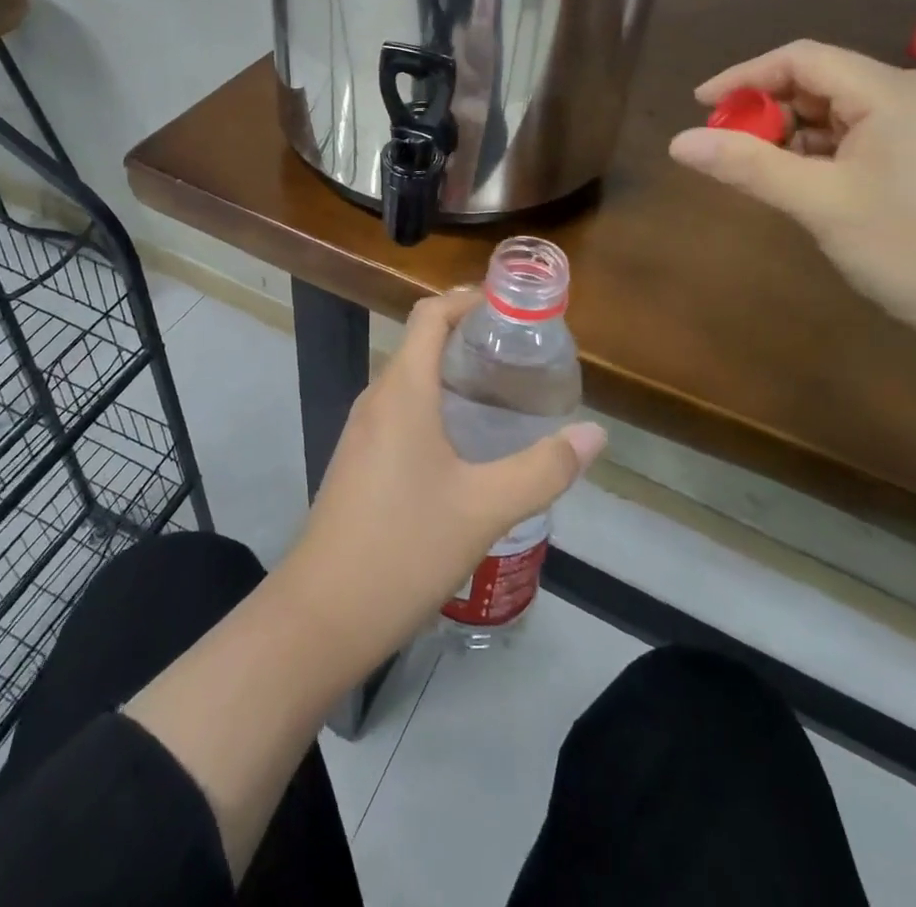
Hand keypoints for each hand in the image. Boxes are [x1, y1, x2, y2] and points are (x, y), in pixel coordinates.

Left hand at [274, 290, 606, 675]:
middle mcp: (377, 400)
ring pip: (409, 381)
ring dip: (451, 373)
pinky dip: (435, 405)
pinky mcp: (358, 462)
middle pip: (420, 343)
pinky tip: (465, 444)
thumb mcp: (485, 508)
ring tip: (502, 392)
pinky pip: (400, 412)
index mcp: (402, 391)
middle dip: (467, 336)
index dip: (466, 299)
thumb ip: (543, 468)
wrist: (322, 616)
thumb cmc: (404, 548)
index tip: (509, 304)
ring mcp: (362, 432)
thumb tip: (594, 434)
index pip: (429, 315)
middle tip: (520, 351)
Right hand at [668, 40, 915, 352]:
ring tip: (761, 173)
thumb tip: (678, 142)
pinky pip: (864, 139)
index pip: (800, 59)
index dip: (743, 76)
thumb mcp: (820, 204)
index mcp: (889, 93)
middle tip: (727, 149)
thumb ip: (748, 166)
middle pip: (821, 82)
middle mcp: (912, 98)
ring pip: (841, 114)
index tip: (699, 107)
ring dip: (793, 135)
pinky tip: (809, 186)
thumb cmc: (915, 248)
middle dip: (767, 110)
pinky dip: (824, 154)